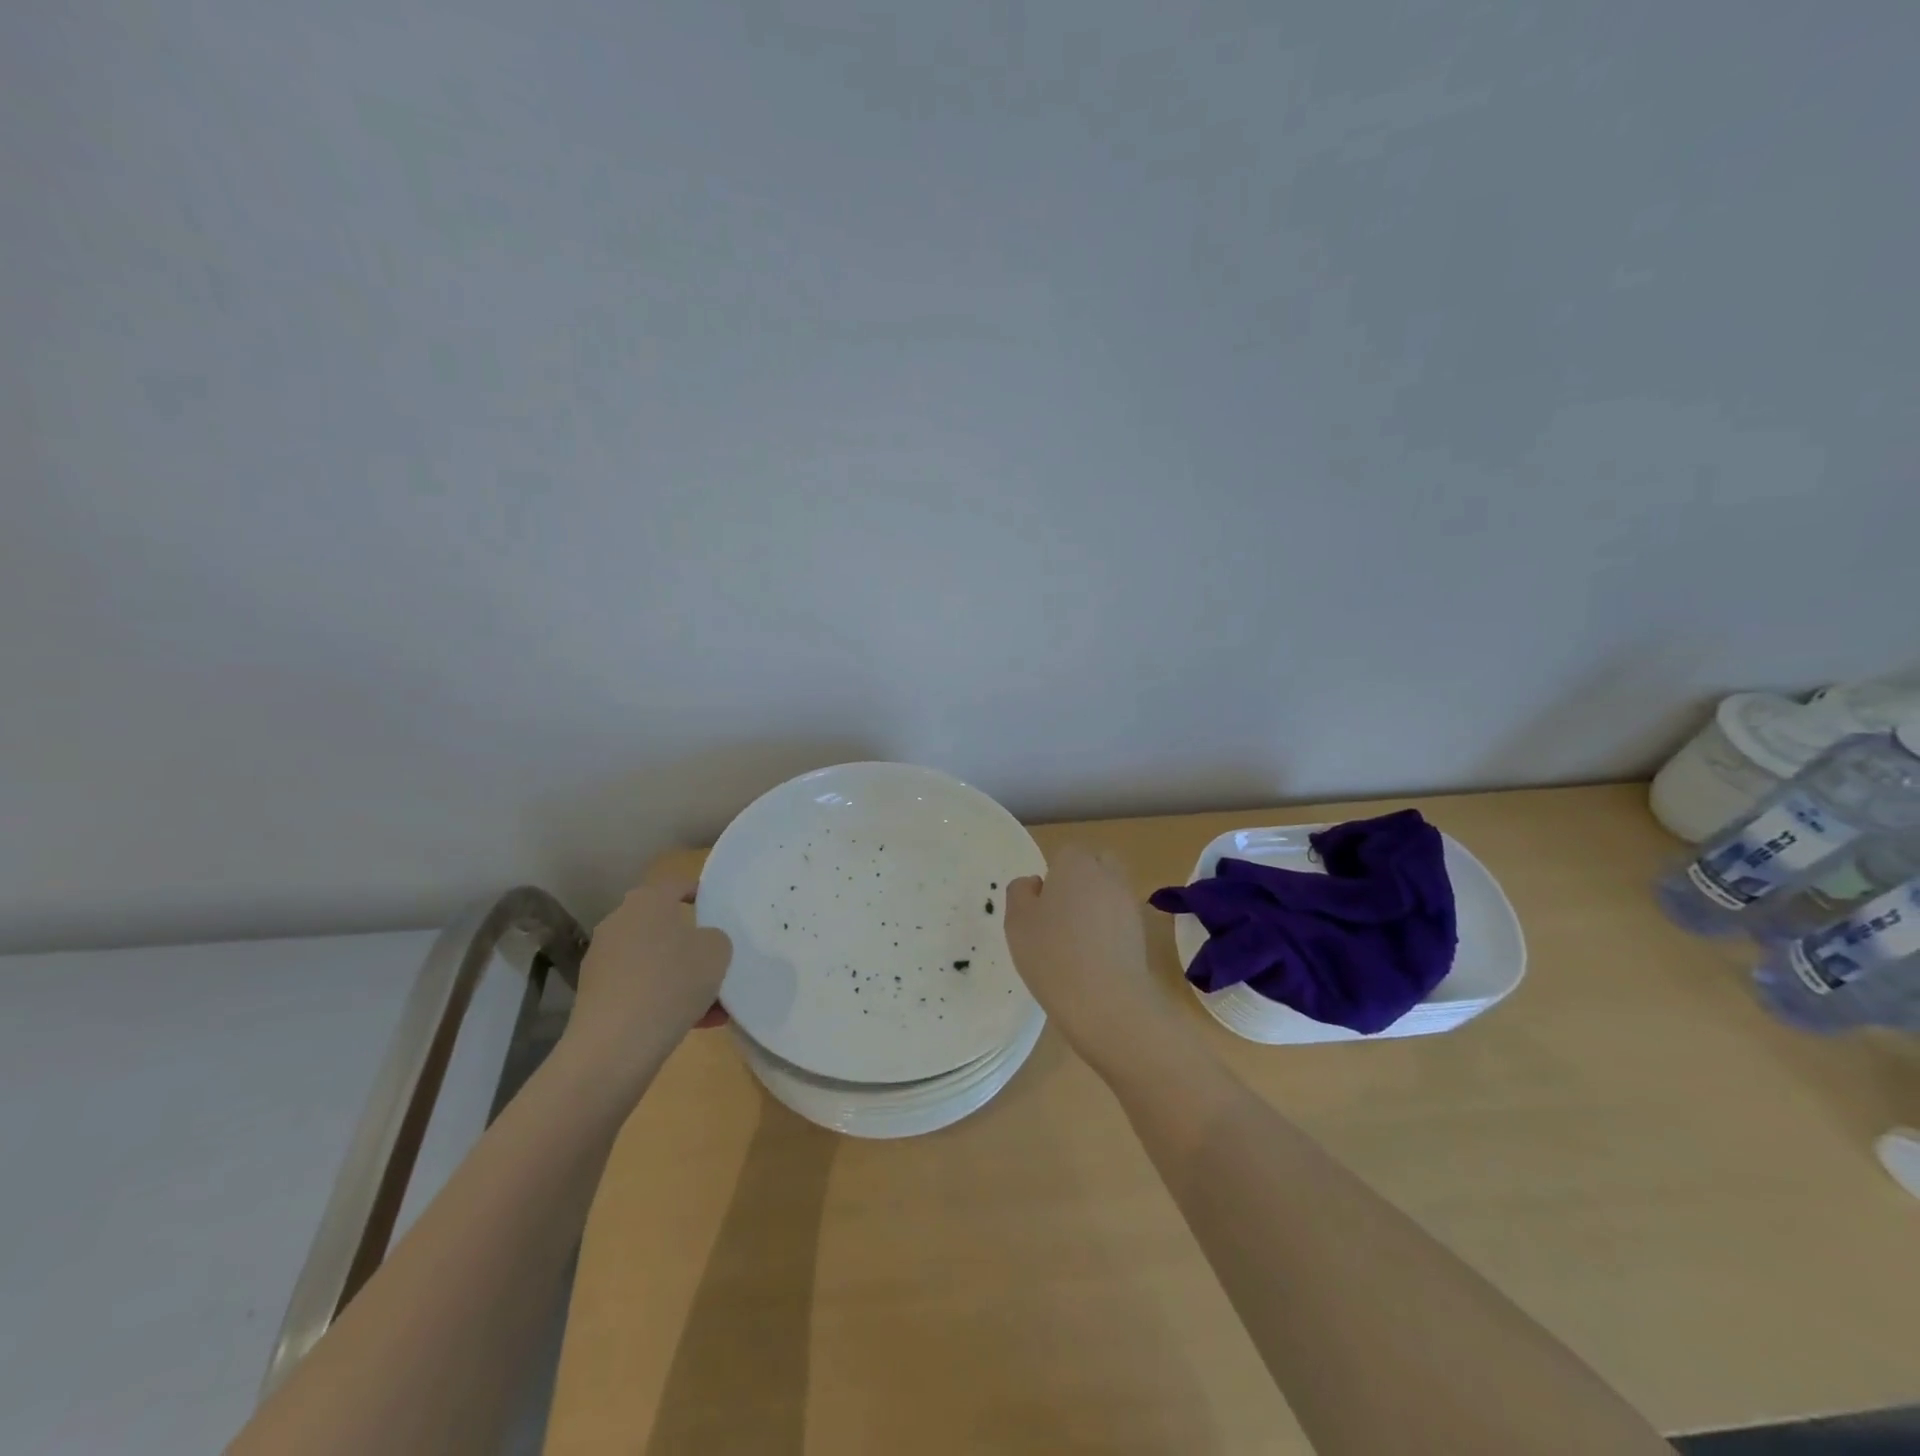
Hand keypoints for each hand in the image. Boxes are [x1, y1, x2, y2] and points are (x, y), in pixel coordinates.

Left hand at [558, 876, 732, 1091]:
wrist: (615, 1046)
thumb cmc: (671, 982)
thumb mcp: (717, 951)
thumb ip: (716, 938)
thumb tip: (702, 944)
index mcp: (647, 901)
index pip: (677, 885)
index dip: (701, 894)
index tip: (719, 909)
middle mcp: (619, 924)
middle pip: (664, 927)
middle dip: (692, 945)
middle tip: (718, 962)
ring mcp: (602, 961)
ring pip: (654, 962)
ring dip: (681, 977)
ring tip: (713, 1004)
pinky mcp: (596, 996)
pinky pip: (641, 989)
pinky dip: (664, 1000)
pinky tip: (693, 1023)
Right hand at [1004, 845, 1174, 1073]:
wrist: (1106, 1001)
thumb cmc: (1052, 954)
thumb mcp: (1017, 921)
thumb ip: (1020, 892)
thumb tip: (1034, 883)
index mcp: (1075, 863)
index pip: (1065, 854)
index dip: (1053, 876)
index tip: (1041, 906)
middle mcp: (1108, 874)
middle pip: (1096, 865)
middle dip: (1082, 881)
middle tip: (1061, 915)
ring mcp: (1130, 903)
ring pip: (1111, 892)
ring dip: (1097, 906)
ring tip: (1077, 941)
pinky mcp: (1143, 932)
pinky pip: (1121, 920)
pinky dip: (1110, 930)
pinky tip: (1095, 958)